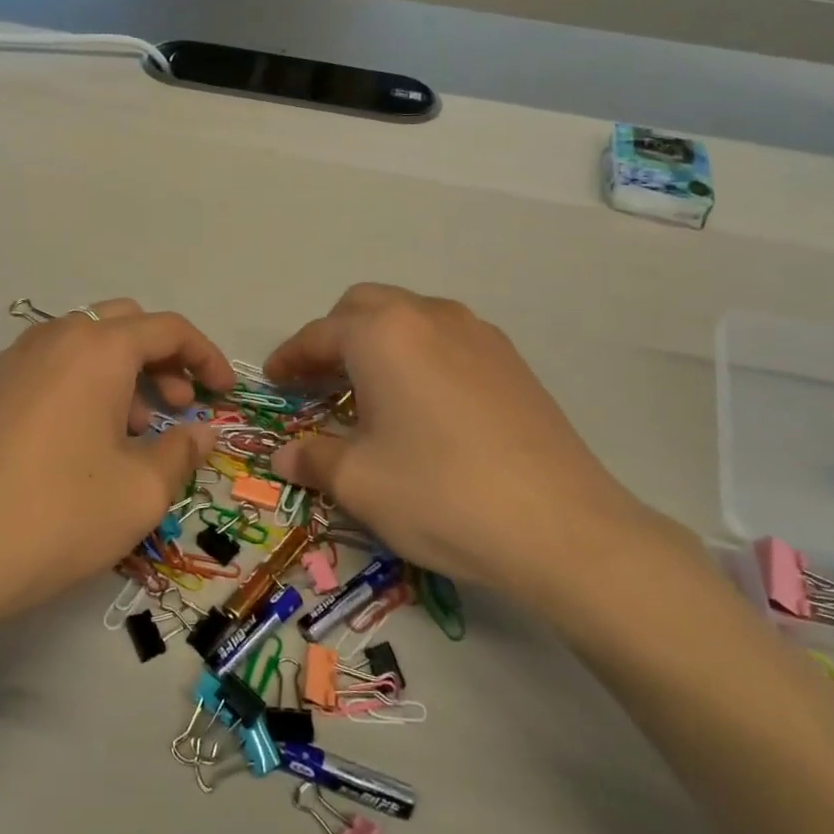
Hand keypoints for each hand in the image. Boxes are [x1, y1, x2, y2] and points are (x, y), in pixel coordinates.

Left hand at [0, 299, 232, 653]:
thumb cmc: (60, 516)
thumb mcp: (141, 491)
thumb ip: (183, 451)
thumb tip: (200, 431)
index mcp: (97, 349)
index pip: (167, 328)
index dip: (205, 356)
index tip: (222, 394)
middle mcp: (53, 338)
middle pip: (124, 324)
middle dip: (162, 359)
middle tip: (178, 408)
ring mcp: (13, 361)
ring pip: (85, 344)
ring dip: (122, 373)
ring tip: (132, 432)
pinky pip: (50, 366)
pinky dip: (82, 383)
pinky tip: (82, 439)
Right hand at [266, 284, 665, 608]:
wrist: (559, 526)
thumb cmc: (439, 493)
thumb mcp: (359, 482)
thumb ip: (313, 458)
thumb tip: (284, 457)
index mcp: (383, 334)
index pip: (320, 334)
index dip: (290, 357)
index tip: (274, 381)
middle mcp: (429, 317)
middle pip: (365, 307)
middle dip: (333, 337)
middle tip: (319, 380)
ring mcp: (478, 334)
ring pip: (410, 317)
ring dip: (378, 341)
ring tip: (370, 390)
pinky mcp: (511, 360)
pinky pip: (447, 338)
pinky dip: (418, 355)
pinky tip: (423, 403)